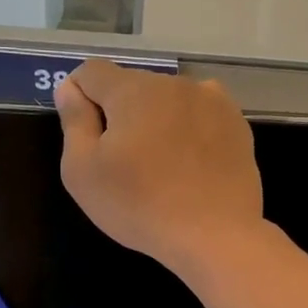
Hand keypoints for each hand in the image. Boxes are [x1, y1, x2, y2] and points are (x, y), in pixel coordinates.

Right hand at [56, 60, 264, 276]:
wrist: (215, 235)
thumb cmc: (139, 206)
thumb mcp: (83, 171)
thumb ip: (74, 122)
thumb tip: (70, 89)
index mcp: (133, 90)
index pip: (91, 72)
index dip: (79, 98)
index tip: (85, 135)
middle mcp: (174, 83)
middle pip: (132, 87)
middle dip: (120, 114)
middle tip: (123, 163)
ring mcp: (212, 100)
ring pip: (168, 101)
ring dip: (156, 121)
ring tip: (160, 166)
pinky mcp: (237, 124)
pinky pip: (199, 116)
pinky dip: (189, 132)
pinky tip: (190, 166)